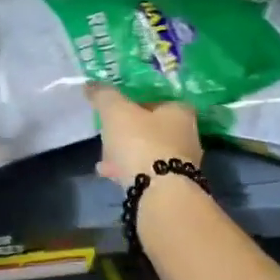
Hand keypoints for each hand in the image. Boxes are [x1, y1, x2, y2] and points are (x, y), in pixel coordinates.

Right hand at [87, 84, 201, 188]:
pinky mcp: (174, 187)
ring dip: (128, 154)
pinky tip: (110, 175)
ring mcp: (184, 165)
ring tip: (104, 159)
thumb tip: (91, 84)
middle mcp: (188, 136)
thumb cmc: (142, 143)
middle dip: (129, 132)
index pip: (157, 100)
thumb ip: (104, 95)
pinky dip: (130, 172)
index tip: (116, 111)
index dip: (135, 104)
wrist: (160, 194)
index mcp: (180, 112)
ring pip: (150, 153)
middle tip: (108, 135)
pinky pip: (148, 174)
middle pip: (153, 129)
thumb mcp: (116, 112)